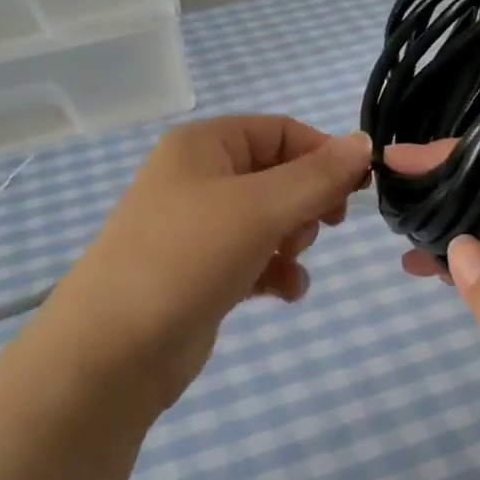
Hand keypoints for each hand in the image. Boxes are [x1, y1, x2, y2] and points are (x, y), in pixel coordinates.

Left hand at [43, 116, 371, 406]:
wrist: (116, 348)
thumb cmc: (188, 257)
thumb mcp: (261, 208)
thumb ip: (317, 176)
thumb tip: (364, 143)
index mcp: (203, 146)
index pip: (280, 131)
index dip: (323, 154)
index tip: (358, 189)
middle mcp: (198, 179)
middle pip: (277, 176)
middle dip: (306, 203)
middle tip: (319, 227)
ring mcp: (197, 229)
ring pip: (269, 221)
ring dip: (293, 240)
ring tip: (289, 261)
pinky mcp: (201, 273)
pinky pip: (254, 260)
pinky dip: (275, 272)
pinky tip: (285, 293)